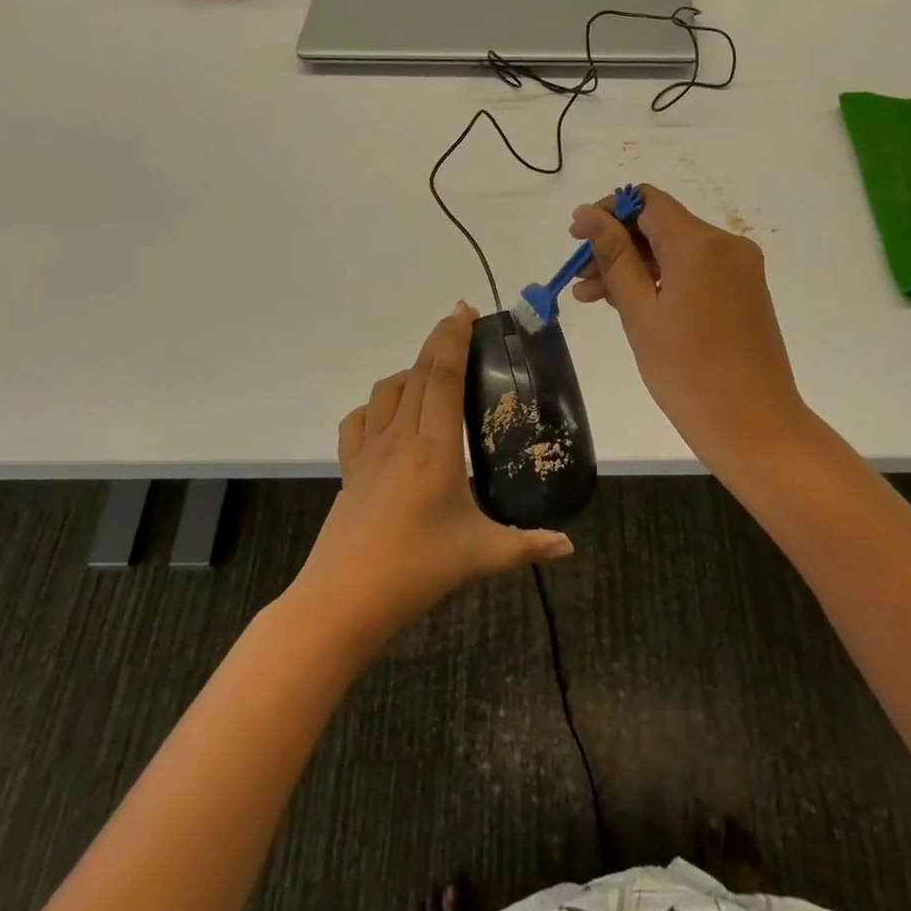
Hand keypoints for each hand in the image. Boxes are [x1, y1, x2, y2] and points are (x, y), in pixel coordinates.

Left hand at [297, 304, 573, 644]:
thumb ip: (527, 546)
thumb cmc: (416, 570)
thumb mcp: (480, 556)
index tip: (466, 310)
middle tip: (460, 321)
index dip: (454, 339)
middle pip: (417, 373)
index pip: (442, 377)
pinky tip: (389, 417)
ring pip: (386, 392)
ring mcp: (369, 452)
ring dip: (409, 370)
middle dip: (438, 340)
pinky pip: (358, 422)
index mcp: (434, 448)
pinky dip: (376, 406)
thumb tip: (568, 546)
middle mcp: (400, 438)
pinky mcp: (350, 469)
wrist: (343, 599)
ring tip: (431, 372)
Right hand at [571, 184, 809, 470]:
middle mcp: (726, 244)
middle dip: (617, 245)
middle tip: (580, 280)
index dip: (608, 212)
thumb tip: (587, 214)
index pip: (646, 201)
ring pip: (676, 250)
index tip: (577, 239)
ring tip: (595, 299)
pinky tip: (633, 305)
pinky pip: (696, 271)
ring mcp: (740, 268)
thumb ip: (613, 257)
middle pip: (661, 225)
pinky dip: (663, 280)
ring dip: (636, 267)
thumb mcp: (640, 312)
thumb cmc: (687, 371)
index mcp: (699, 243)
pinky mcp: (745, 291)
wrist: (754, 425)